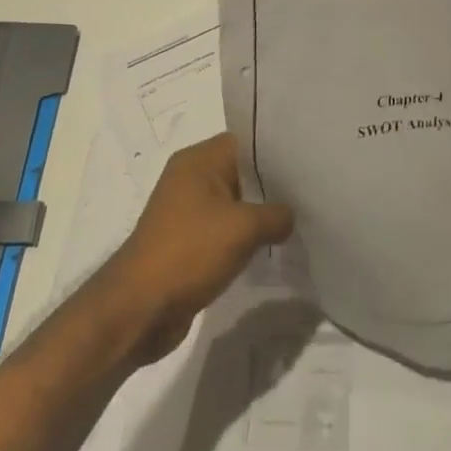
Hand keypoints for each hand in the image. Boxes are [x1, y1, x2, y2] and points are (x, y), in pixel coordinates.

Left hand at [95, 132, 293, 363]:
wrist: (139, 309)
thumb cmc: (190, 252)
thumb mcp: (244, 228)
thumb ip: (277, 214)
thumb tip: (290, 216)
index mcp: (198, 160)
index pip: (246, 141)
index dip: (277, 150)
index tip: (308, 161)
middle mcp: (190, 178)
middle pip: (241, 171)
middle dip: (273, 183)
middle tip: (310, 191)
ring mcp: (186, 211)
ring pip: (234, 202)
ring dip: (259, 213)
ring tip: (298, 220)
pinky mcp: (186, 242)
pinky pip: (224, 229)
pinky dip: (244, 236)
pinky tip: (270, 246)